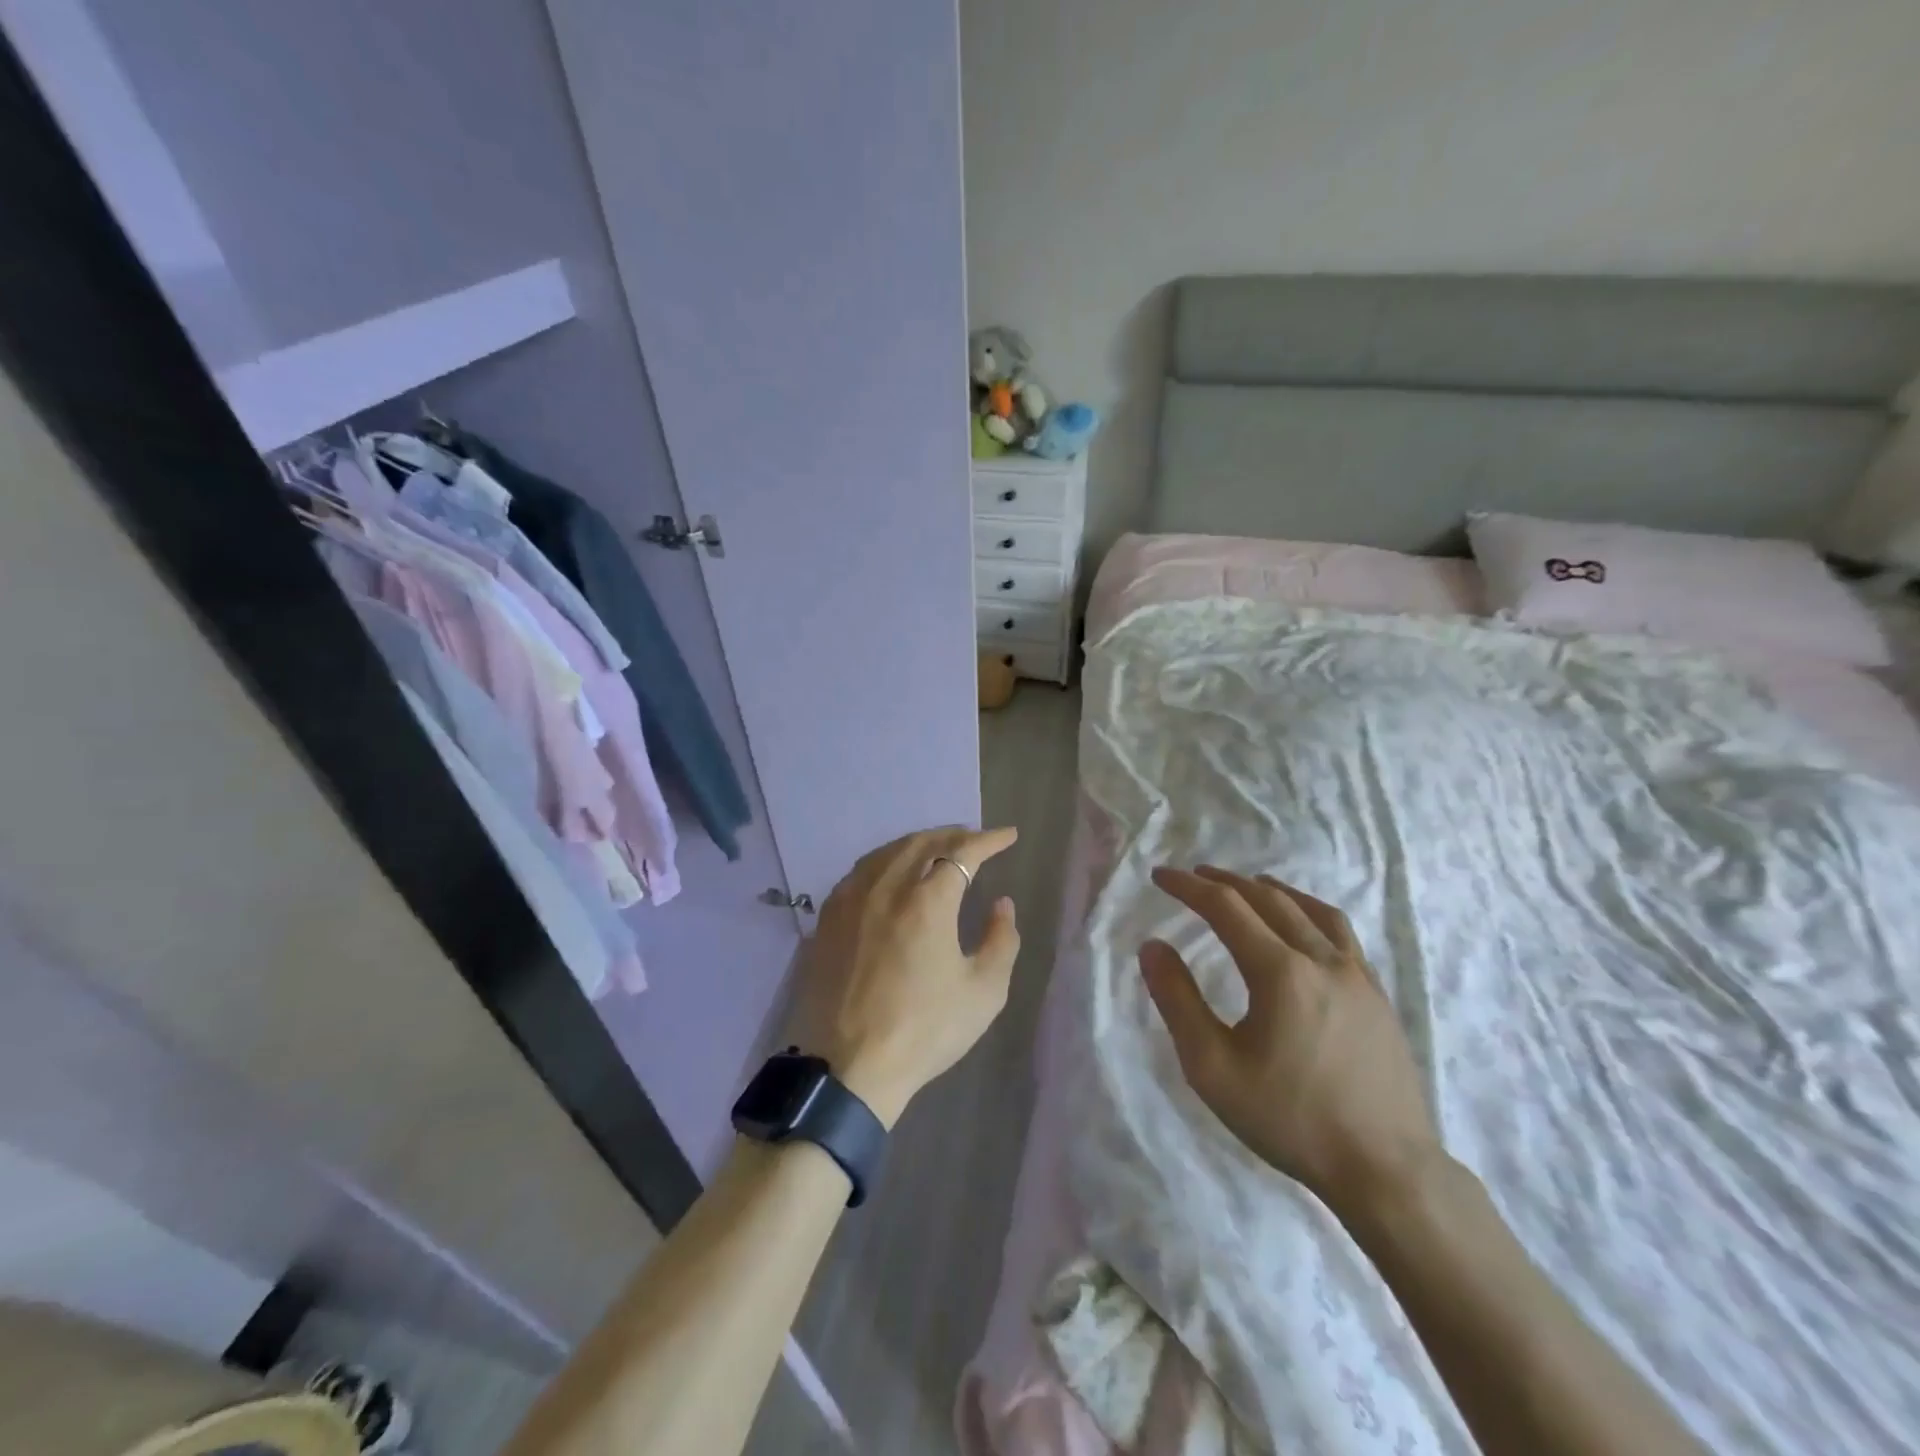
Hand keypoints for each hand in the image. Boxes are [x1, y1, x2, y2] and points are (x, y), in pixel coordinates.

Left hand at [784, 826, 1020, 1127]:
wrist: (848, 1067)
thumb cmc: (924, 1031)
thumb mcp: (983, 993)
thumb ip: (1001, 940)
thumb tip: (1001, 904)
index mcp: (927, 901)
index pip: (962, 852)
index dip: (988, 840)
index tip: (1008, 836)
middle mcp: (886, 887)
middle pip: (922, 842)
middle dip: (954, 834)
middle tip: (976, 839)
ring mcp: (851, 899)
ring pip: (888, 852)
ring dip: (918, 843)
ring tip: (938, 849)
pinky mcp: (827, 917)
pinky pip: (861, 871)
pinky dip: (886, 861)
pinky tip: (893, 873)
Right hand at [1141, 866, 1442, 1220]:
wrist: (1386, 1169)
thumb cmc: (1290, 1119)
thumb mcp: (1213, 1067)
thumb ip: (1178, 1001)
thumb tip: (1152, 947)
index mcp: (1280, 972)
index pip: (1226, 908)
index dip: (1189, 887)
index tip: (1161, 875)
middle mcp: (1321, 960)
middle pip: (1268, 900)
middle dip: (1226, 882)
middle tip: (1196, 875)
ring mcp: (1358, 976)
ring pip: (1310, 910)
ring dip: (1272, 890)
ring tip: (1249, 885)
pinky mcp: (1378, 996)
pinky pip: (1341, 933)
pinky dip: (1310, 912)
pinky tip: (1304, 926)